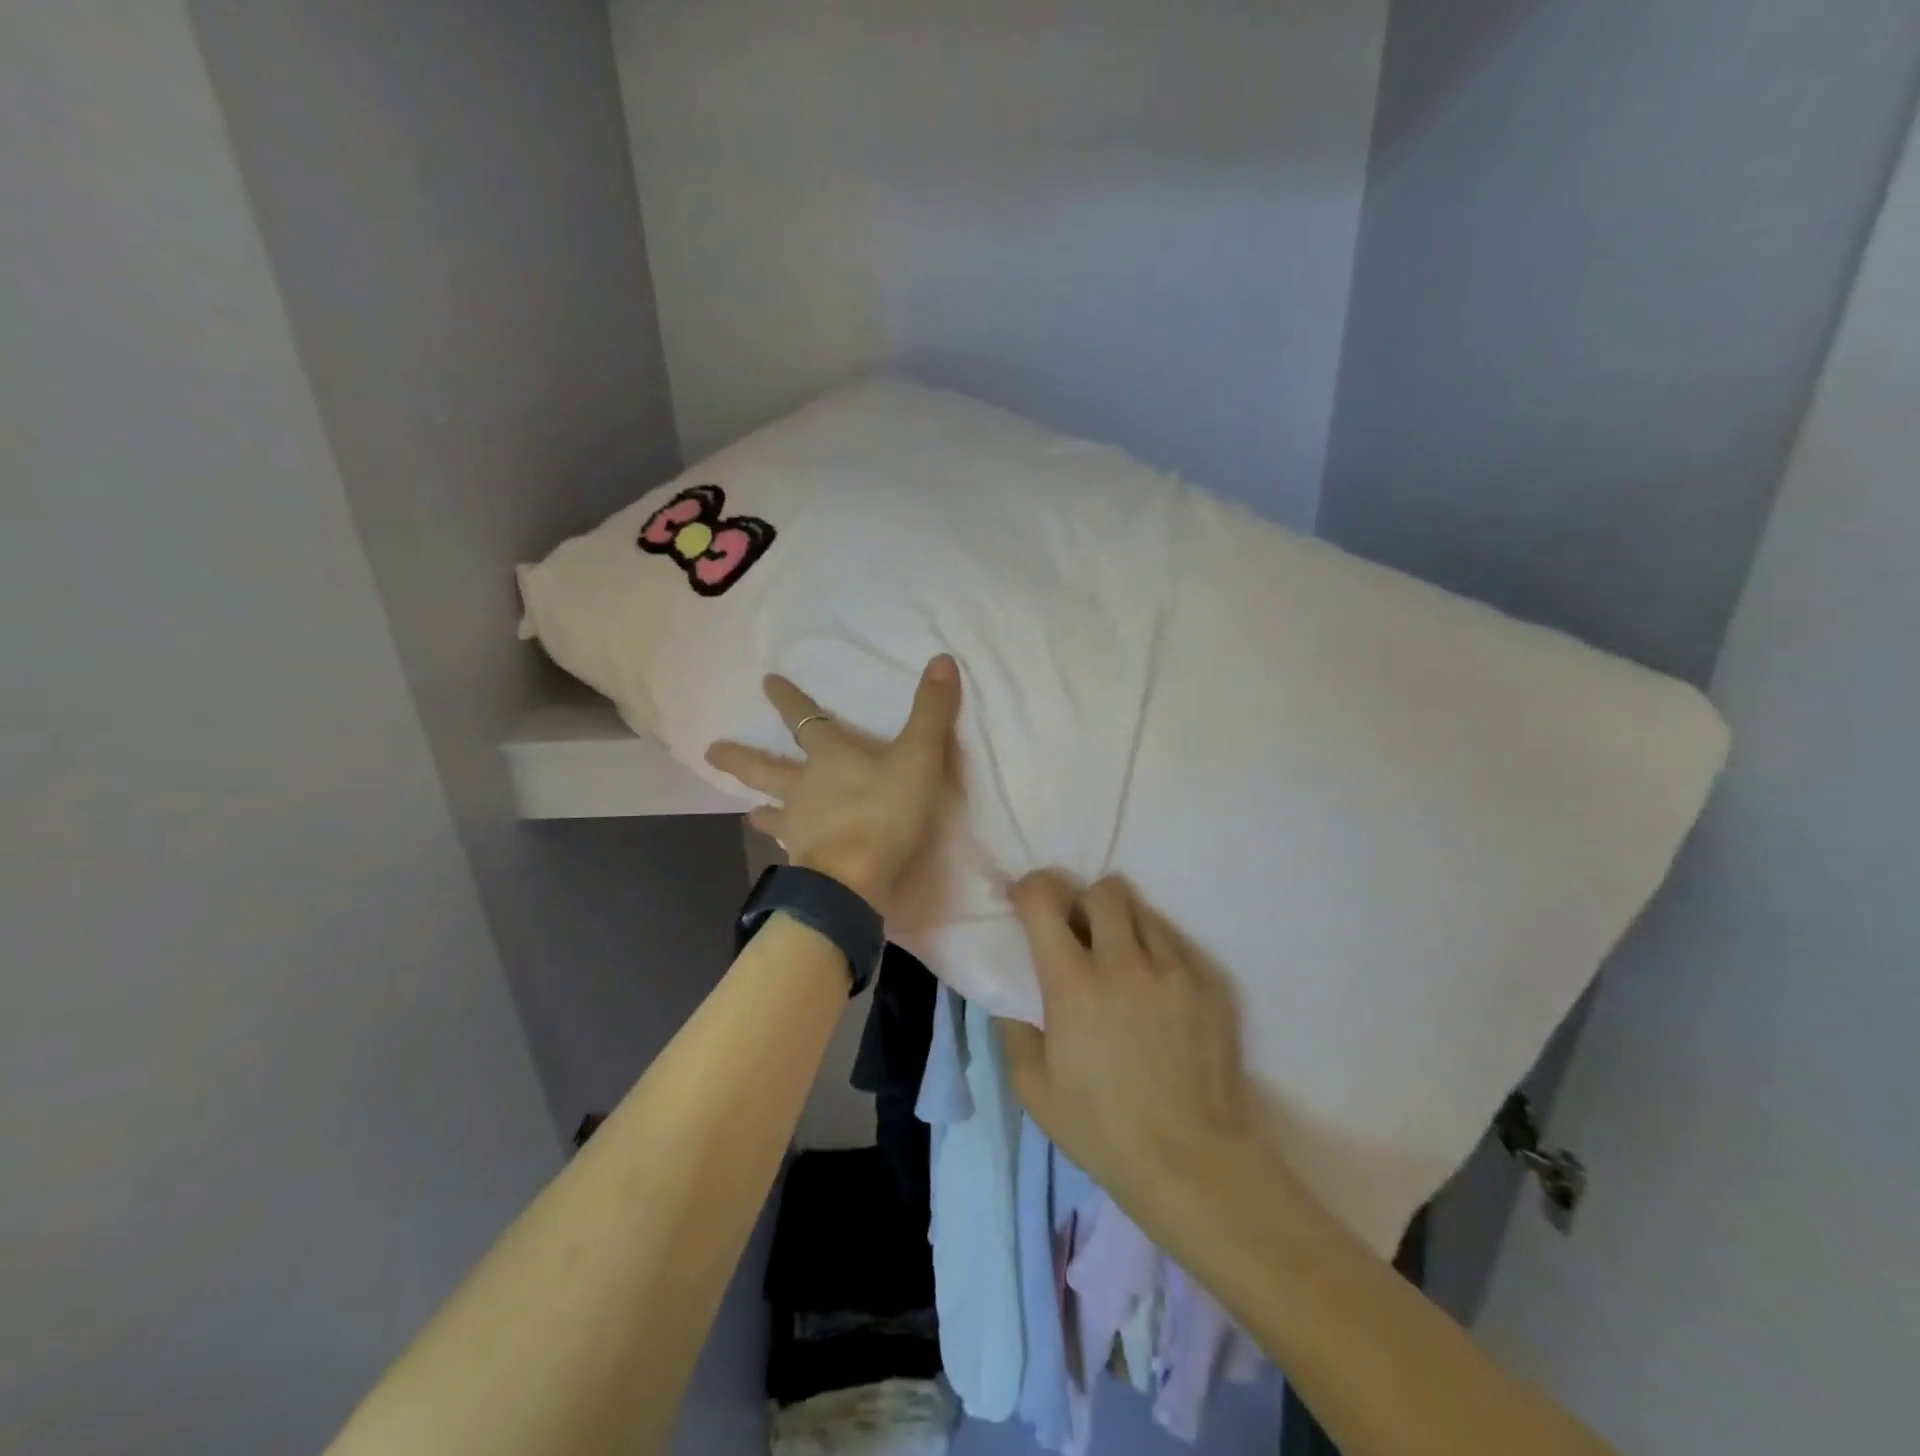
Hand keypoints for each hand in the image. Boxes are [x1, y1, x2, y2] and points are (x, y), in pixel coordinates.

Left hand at [704, 655, 961, 914]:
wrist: (854, 880)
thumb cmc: (884, 813)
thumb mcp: (917, 757)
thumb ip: (930, 712)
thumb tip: (942, 660)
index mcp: (829, 757)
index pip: (804, 719)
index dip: (788, 699)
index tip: (766, 682)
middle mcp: (804, 788)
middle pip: (765, 768)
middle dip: (740, 757)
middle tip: (710, 752)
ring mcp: (798, 827)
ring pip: (772, 812)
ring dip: (760, 810)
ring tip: (748, 812)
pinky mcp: (803, 862)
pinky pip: (788, 851)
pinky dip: (784, 848)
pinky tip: (784, 856)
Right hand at [998, 873, 1254, 1210]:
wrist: (1190, 1162)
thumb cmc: (1100, 1130)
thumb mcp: (1032, 1087)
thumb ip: (1013, 1028)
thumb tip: (1010, 992)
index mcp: (1074, 985)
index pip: (1044, 902)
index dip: (1029, 889)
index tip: (1025, 901)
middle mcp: (1124, 964)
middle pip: (1104, 890)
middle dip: (1085, 900)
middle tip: (1080, 932)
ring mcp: (1173, 971)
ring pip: (1144, 911)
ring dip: (1123, 925)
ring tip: (1122, 962)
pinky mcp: (1209, 986)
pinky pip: (1177, 944)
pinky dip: (1157, 953)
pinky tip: (1155, 992)